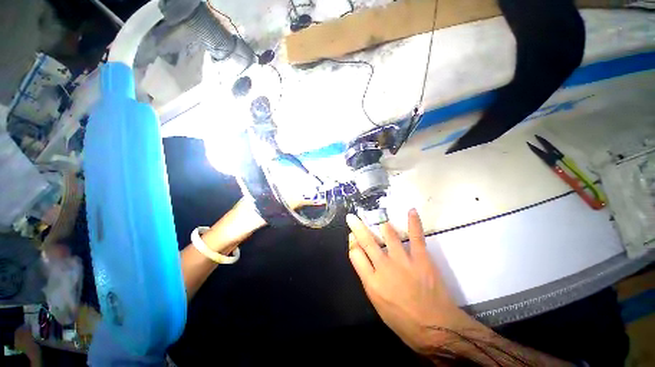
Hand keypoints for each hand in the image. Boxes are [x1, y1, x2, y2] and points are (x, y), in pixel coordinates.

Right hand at [346, 210, 483, 352]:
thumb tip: (363, 260)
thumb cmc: (404, 322)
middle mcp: (384, 267)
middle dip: (357, 227)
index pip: (355, 255)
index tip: (352, 236)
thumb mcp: (378, 305)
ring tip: (378, 215)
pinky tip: (411, 210)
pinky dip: (413, 222)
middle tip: (352, 217)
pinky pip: (416, 236)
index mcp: (372, 282)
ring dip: (381, 224)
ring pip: (388, 235)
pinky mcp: (421, 258)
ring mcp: (403, 261)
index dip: (352, 243)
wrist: (437, 330)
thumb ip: (368, 280)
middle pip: (367, 241)